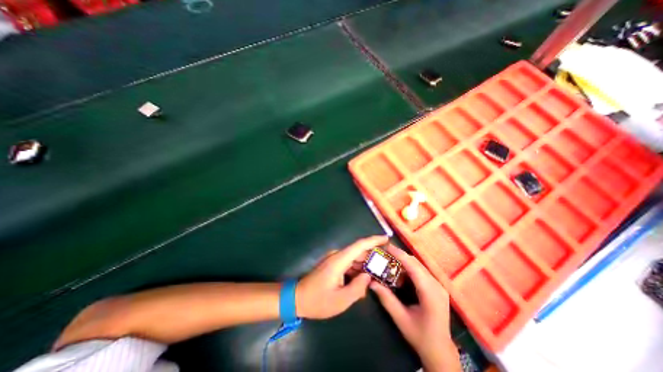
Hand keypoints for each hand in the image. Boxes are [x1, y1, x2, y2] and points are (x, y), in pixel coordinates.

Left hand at [295, 235, 389, 318]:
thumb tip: (368, 276)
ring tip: (379, 272)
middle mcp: (337, 256)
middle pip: (359, 252)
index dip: (374, 240)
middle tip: (387, 264)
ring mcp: (334, 260)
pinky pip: (349, 264)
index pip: (359, 245)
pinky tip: (364, 279)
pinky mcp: (333, 265)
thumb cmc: (318, 300)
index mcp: (339, 260)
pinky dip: (357, 270)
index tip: (386, 239)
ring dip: (366, 265)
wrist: (297, 298)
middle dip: (373, 257)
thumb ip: (358, 288)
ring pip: (354, 259)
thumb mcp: (341, 300)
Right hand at [371, 245, 458, 370]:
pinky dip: (409, 269)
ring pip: (418, 266)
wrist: (441, 351)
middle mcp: (437, 285)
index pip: (414, 267)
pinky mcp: (436, 287)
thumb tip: (371, 282)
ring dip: (404, 262)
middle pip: (416, 264)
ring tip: (389, 261)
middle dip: (400, 256)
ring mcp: (438, 286)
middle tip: (384, 253)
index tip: (387, 247)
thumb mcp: (401, 319)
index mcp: (430, 293)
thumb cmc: (421, 336)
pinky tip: (399, 273)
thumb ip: (386, 299)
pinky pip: (421, 272)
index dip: (400, 255)